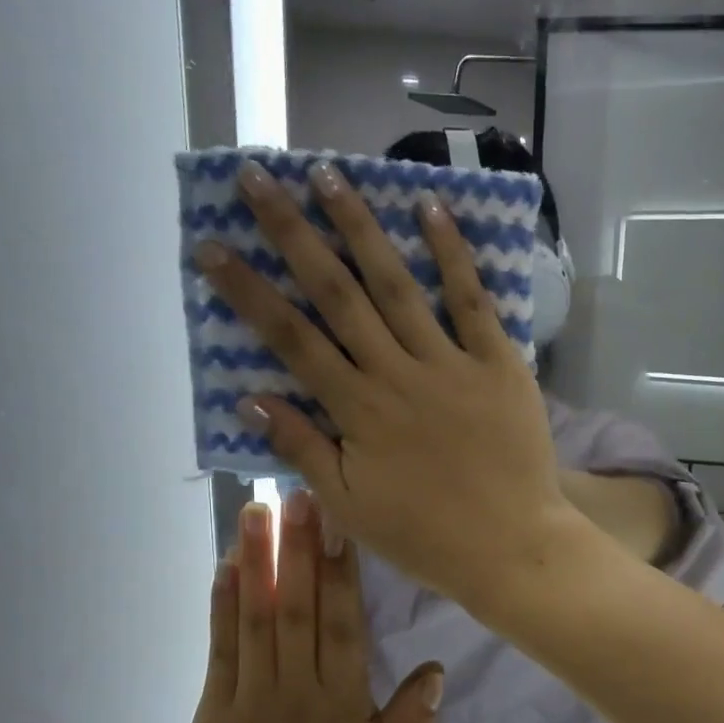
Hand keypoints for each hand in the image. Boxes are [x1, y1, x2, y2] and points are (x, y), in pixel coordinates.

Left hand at [175, 491, 443, 722]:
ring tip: (256, 509)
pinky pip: (221, 649)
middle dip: (300, 548)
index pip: (346, 627)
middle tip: (298, 491)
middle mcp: (295, 693)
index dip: (344, 572)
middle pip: (300, 609)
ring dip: (258, 561)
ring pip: (257, 618)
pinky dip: (223, 604)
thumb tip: (434, 670)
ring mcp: (249, 698)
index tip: (342, 523)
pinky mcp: (213, 709)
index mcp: (342, 711)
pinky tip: (226, 566)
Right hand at [196, 158, 583, 612]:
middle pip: (336, 295)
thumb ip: (302, 450)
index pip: (291, 340)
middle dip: (293, 234)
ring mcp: (450, 364)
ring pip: (396, 285)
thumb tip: (249, 400)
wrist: (511, 547)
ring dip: (360, 227)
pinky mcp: (499, 364)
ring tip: (329, 175)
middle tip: (259, 178)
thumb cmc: (426, 537)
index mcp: (357, 411)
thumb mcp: (350, 508)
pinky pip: (472, 302)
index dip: (248, 292)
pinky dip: (452, 255)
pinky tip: (430, 209)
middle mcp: (396, 374)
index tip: (213, 246)